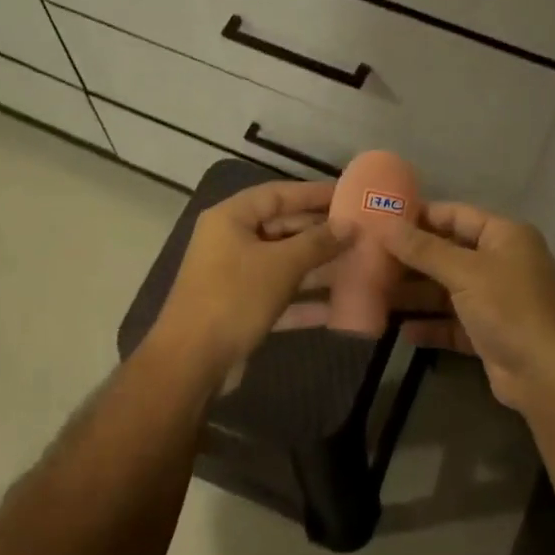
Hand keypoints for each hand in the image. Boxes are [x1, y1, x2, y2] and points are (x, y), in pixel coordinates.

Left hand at [147, 179, 351, 385]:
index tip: (350, 194)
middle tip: (361, 233)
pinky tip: (338, 308)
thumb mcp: (281, 265)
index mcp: (231, 219)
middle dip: (321, 233)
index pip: (278, 194)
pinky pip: (279, 296)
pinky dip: (304, 301)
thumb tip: (349, 226)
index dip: (314, 193)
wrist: (192, 361)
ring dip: (318, 267)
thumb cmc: (235, 298)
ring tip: (358, 265)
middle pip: (282, 228)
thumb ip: (318, 242)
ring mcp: (234, 277)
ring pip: (283, 264)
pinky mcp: (241, 309)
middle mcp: (230, 242)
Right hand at [384, 202, 554, 413]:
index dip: (418, 217)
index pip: (455, 215)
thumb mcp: (464, 272)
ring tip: (374, 296)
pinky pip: (451, 324)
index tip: (379, 222)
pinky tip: (402, 331)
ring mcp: (495, 301)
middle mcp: (500, 263)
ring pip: (446, 291)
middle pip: (447, 254)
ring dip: (414, 295)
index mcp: (503, 236)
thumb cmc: (510, 308)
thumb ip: (423, 249)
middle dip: (410, 260)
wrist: (549, 374)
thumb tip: (384, 224)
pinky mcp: (488, 334)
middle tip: (367, 261)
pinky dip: (429, 326)